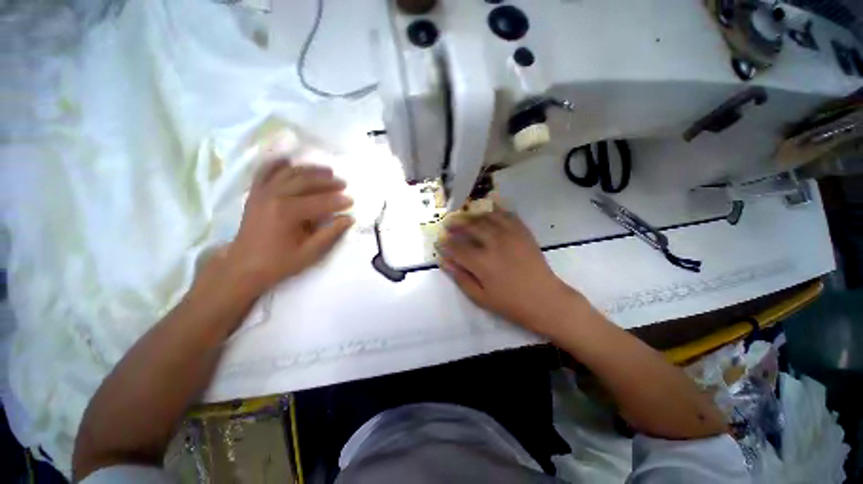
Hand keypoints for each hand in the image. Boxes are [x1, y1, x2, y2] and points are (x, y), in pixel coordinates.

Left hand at [224, 160, 353, 295]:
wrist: (243, 266)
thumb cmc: (278, 262)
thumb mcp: (309, 252)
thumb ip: (330, 233)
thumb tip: (349, 219)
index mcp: (287, 213)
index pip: (320, 202)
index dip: (338, 201)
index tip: (352, 201)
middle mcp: (274, 196)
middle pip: (306, 182)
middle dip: (327, 182)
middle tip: (343, 183)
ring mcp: (262, 192)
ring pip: (289, 173)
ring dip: (310, 170)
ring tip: (327, 171)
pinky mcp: (255, 193)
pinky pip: (265, 172)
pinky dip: (277, 164)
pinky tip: (289, 160)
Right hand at [436, 207, 582, 335]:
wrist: (545, 300)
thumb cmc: (510, 303)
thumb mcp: (480, 297)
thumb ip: (460, 277)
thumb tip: (443, 261)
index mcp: (482, 263)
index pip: (457, 247)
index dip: (445, 243)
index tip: (439, 240)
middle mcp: (494, 244)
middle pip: (471, 227)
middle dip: (456, 223)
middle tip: (448, 223)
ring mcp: (511, 235)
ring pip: (487, 217)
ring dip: (473, 215)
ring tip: (464, 216)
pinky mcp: (523, 233)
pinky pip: (507, 215)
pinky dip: (496, 210)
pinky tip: (488, 209)